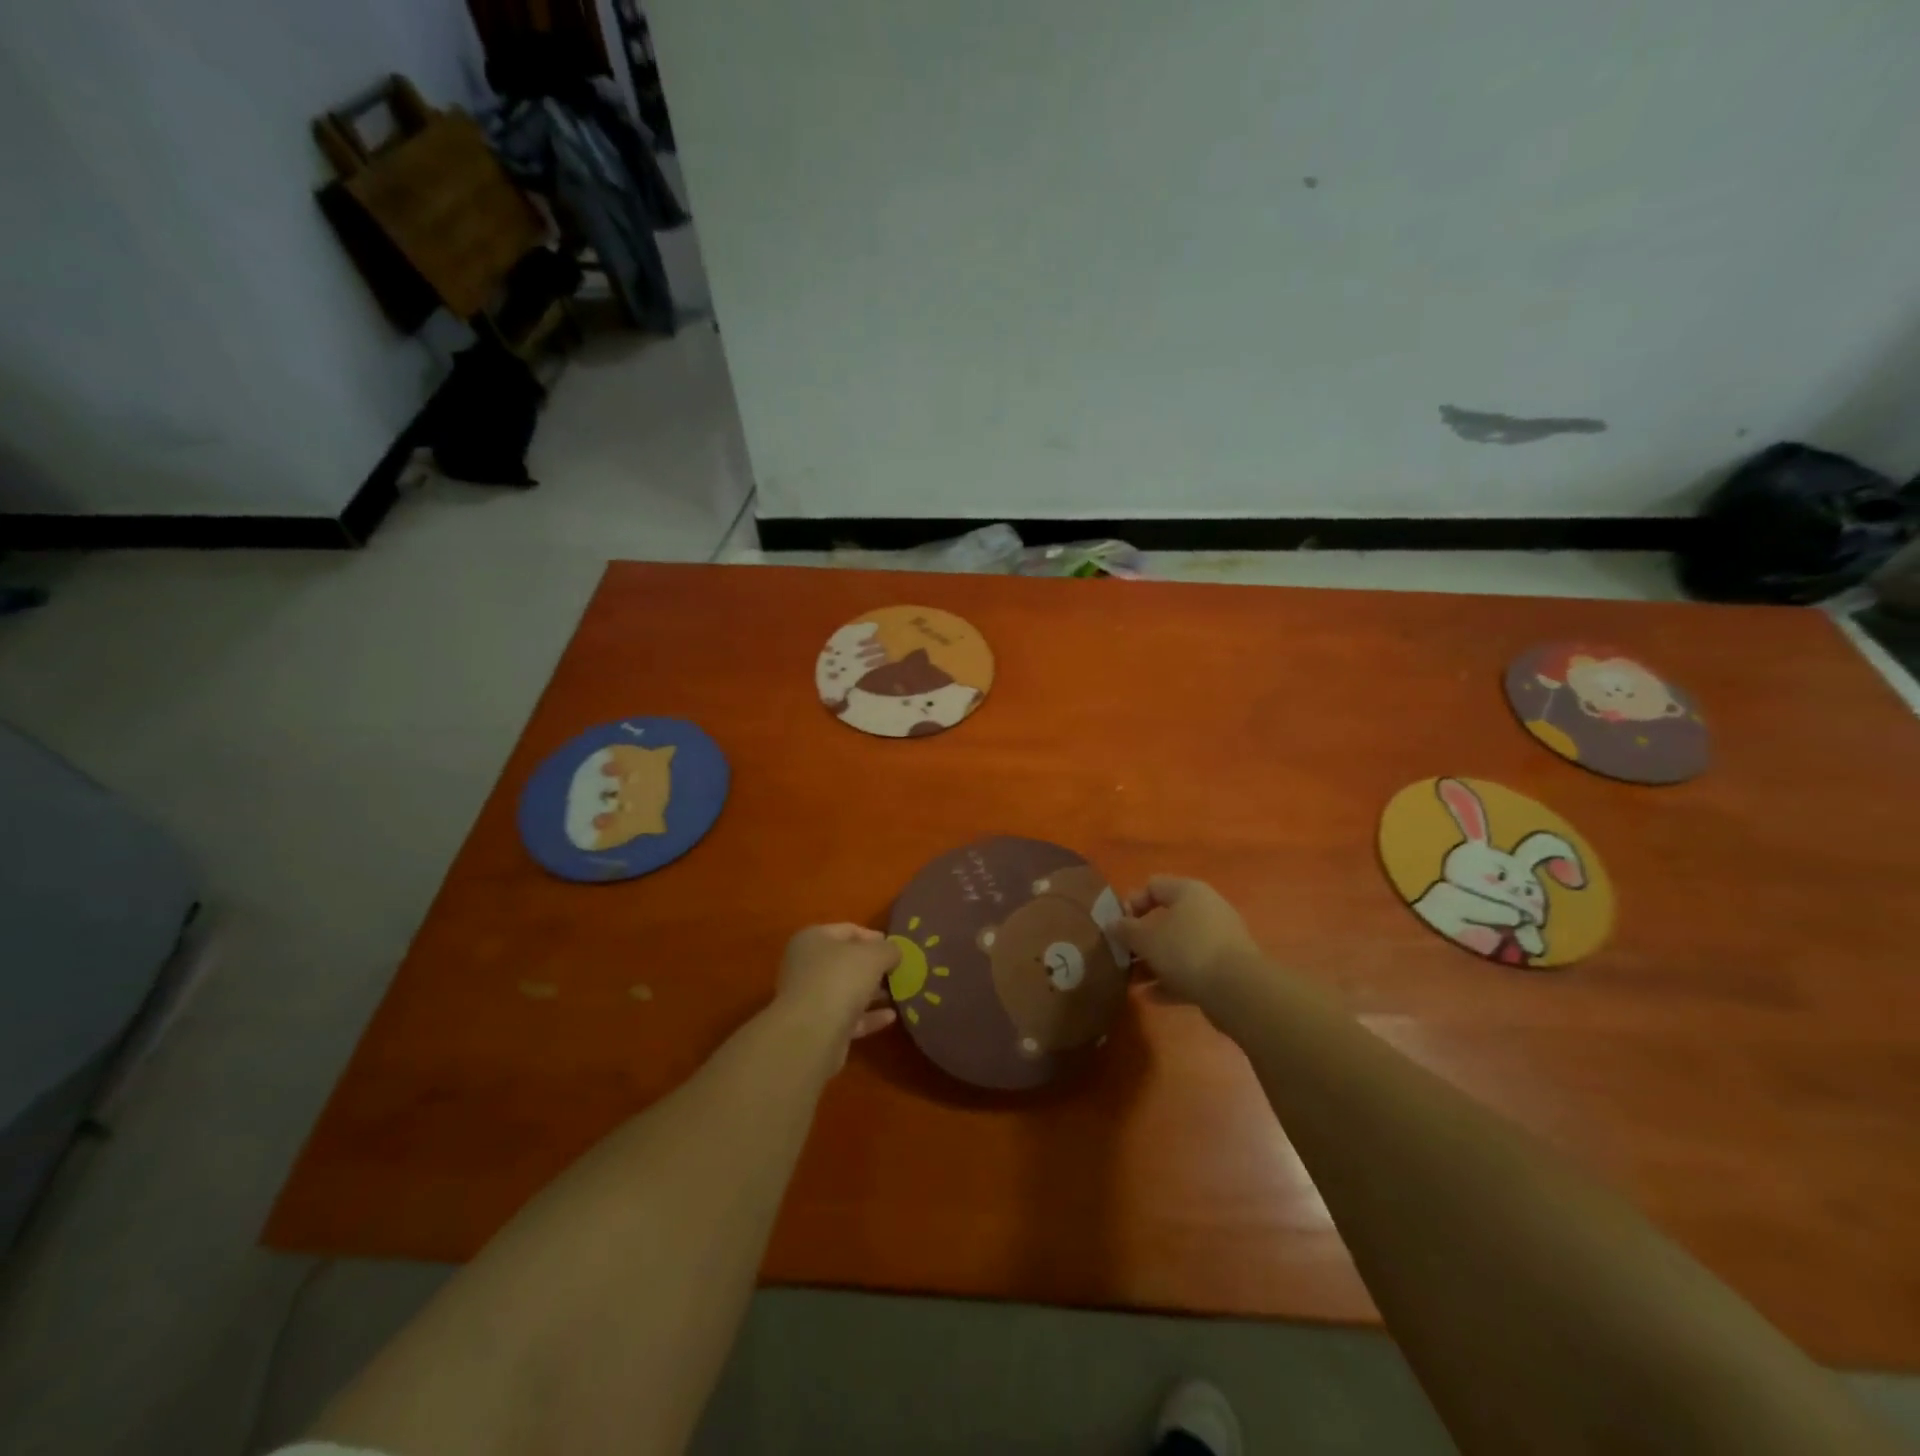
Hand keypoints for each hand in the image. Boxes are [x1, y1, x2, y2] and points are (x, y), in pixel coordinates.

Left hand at [776, 924, 900, 1064]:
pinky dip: (869, 1016)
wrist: (812, 1033)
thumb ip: (888, 949)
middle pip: (846, 962)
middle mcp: (807, 966)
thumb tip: (894, 952)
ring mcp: (811, 998)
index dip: (874, 937)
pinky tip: (891, 1017)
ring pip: (847, 990)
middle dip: (874, 967)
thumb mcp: (874, 955)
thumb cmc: (840, 979)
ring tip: (900, 993)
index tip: (896, 948)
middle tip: (899, 971)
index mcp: (813, 939)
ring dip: (872, 992)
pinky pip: (848, 1017)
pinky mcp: (818, 1027)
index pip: (848, 931)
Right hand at [1118, 876, 1262, 1013]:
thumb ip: (1125, 929)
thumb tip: (1112, 923)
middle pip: (1166, 918)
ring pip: (1179, 946)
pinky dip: (1172, 979)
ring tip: (1133, 980)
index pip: (1153, 886)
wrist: (1237, 990)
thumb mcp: (1145, 938)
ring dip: (1155, 962)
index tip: (1119, 927)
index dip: (1132, 903)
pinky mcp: (1227, 968)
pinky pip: (1193, 969)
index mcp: (1188, 891)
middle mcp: (1207, 909)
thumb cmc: (1186, 951)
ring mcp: (1220, 939)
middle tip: (1124, 955)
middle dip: (1142, 939)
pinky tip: (1151, 996)